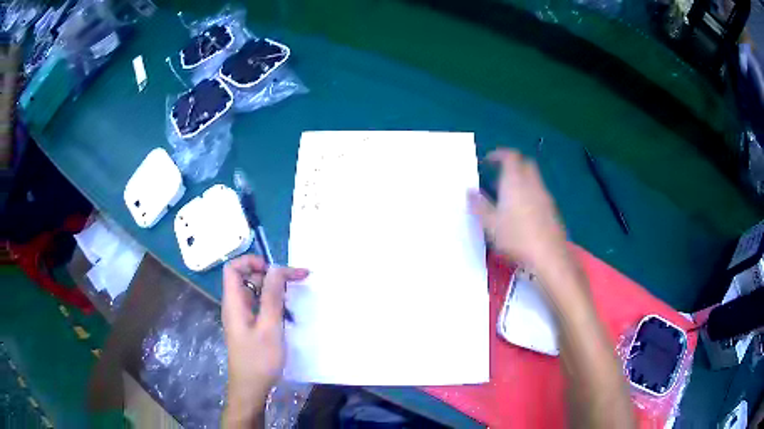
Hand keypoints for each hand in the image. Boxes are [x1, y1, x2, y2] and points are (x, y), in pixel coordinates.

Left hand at [221, 255, 308, 427]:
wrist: (251, 388)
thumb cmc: (259, 359)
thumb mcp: (269, 327)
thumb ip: (272, 296)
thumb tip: (277, 268)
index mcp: (234, 302)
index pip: (233, 268)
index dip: (251, 262)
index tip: (274, 271)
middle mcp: (235, 305)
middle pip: (246, 278)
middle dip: (269, 275)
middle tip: (294, 281)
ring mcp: (242, 317)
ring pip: (255, 292)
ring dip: (273, 291)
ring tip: (294, 299)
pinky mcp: (249, 327)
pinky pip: (259, 306)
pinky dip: (273, 304)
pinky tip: (287, 314)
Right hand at [468, 149, 566, 266]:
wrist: (548, 256)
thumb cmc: (516, 237)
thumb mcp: (490, 224)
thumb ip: (479, 205)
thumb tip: (470, 191)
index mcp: (515, 181)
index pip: (510, 156)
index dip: (499, 154)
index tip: (488, 161)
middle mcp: (532, 183)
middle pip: (525, 164)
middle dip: (512, 165)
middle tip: (498, 176)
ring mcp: (545, 196)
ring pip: (533, 179)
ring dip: (521, 180)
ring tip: (507, 197)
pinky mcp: (552, 210)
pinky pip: (539, 193)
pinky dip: (529, 194)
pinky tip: (522, 213)